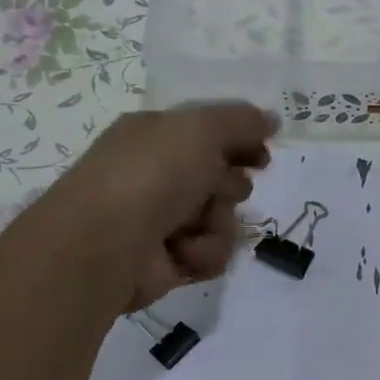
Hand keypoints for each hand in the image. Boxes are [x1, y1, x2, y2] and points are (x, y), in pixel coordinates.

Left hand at [51, 102, 275, 312]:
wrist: (107, 244)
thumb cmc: (152, 175)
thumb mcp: (201, 130)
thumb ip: (242, 121)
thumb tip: (273, 119)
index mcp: (157, 136)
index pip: (210, 134)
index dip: (241, 142)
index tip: (263, 155)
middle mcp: (158, 175)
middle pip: (222, 178)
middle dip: (230, 186)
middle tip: (219, 190)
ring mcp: (163, 220)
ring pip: (222, 219)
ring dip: (217, 224)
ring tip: (191, 228)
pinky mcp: (170, 260)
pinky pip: (211, 253)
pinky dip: (203, 253)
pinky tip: (183, 253)